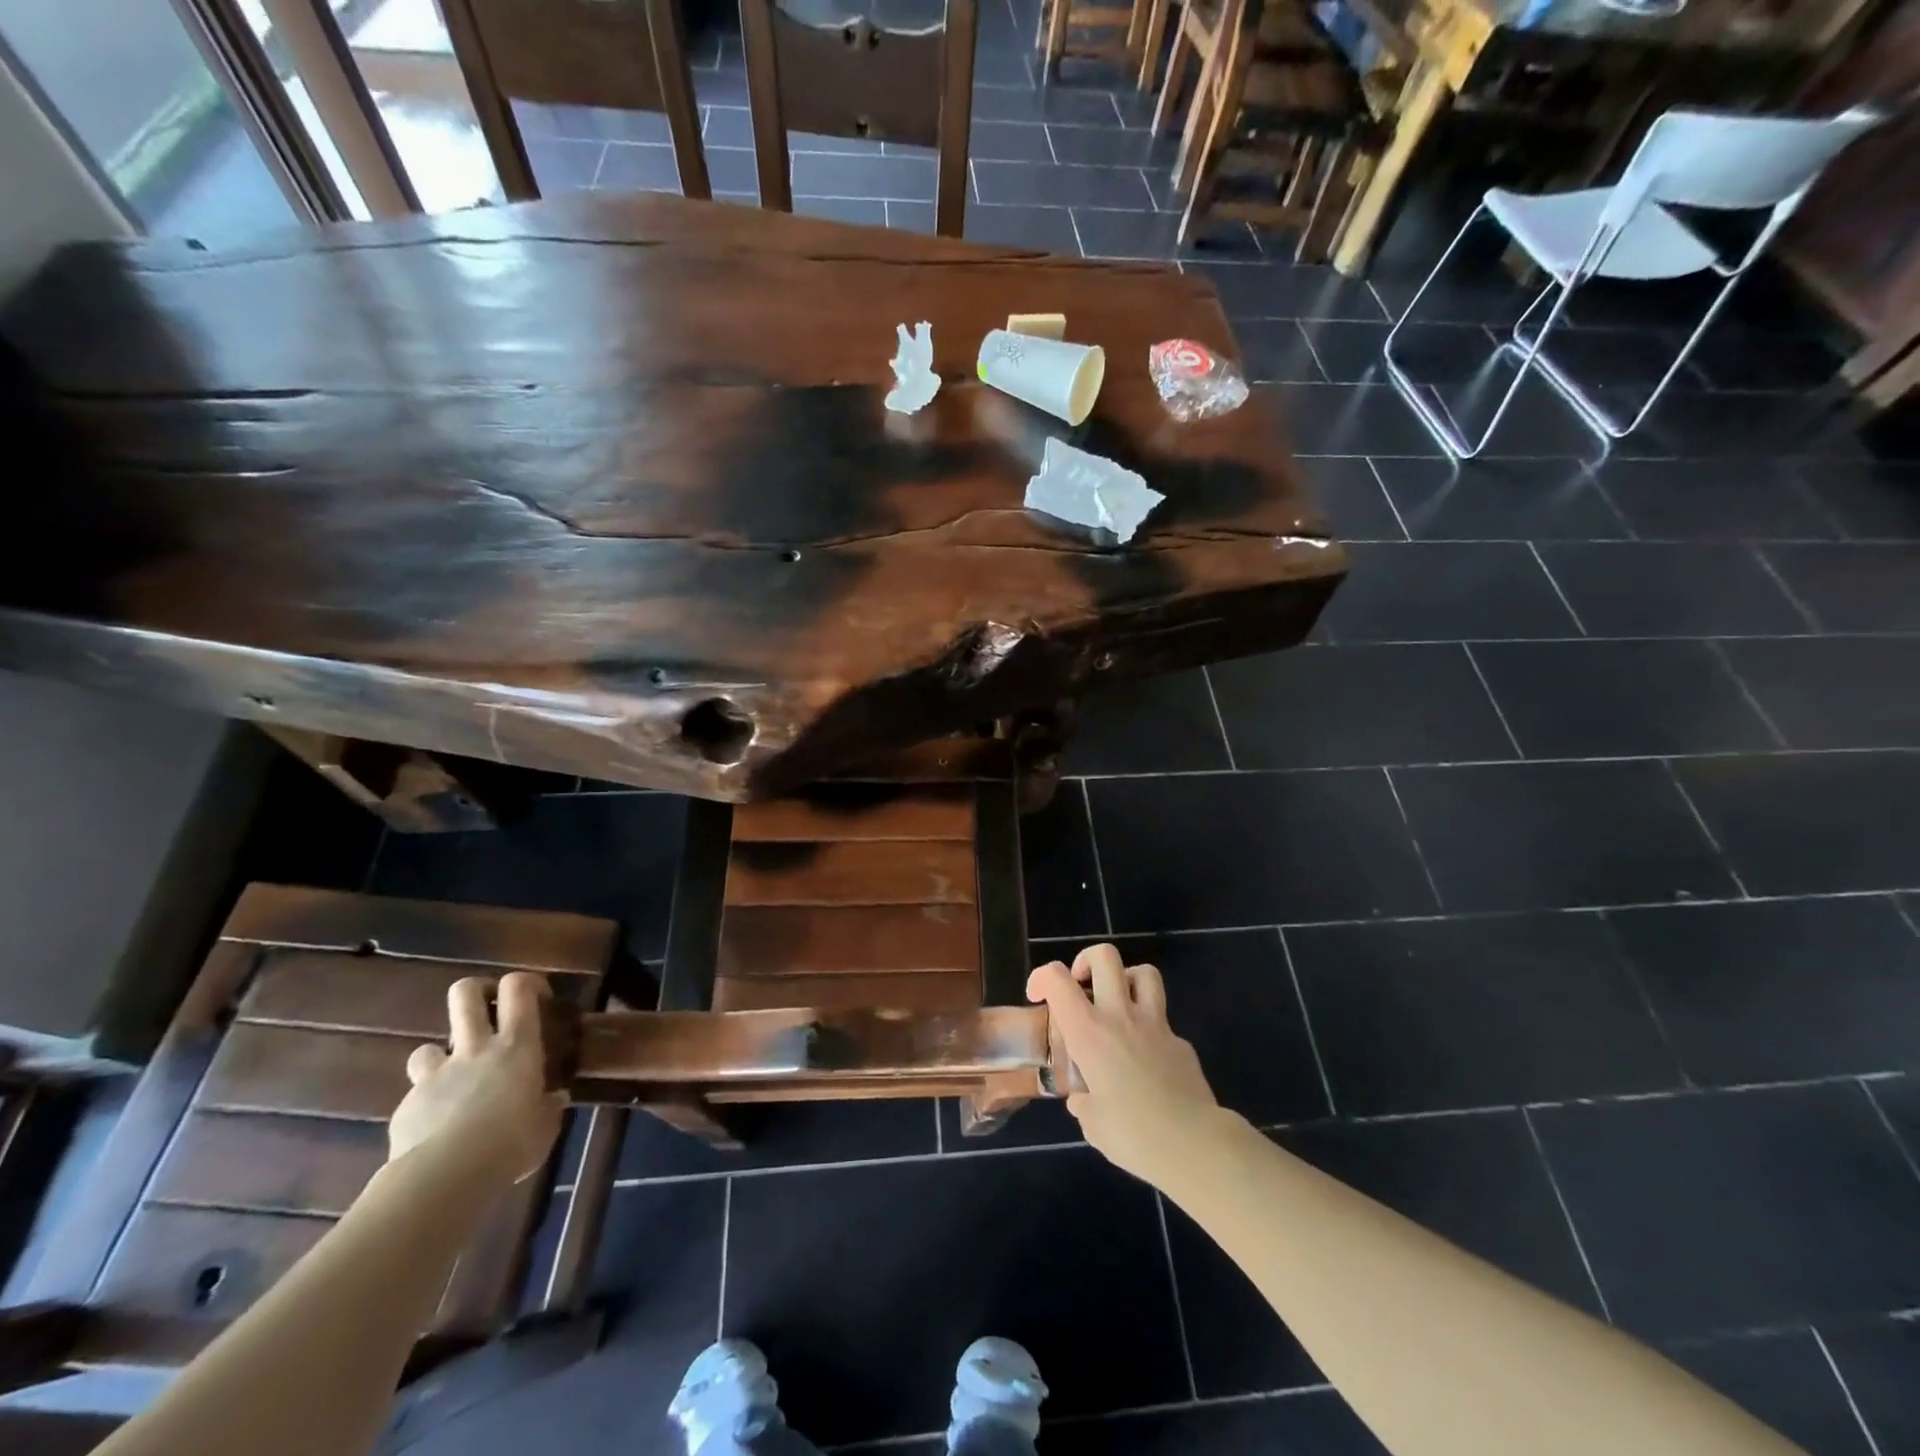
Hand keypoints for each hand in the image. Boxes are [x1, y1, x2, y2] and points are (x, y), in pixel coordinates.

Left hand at [389, 972, 565, 1181]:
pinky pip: (415, 1095)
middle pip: (465, 993)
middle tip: (488, 1010)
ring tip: (454, 1081)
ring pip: (427, 1046)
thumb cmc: (511, 1143)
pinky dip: (426, 1104)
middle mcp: (475, 1048)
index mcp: (516, 1045)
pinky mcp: (406, 1106)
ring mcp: (436, 1075)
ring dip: (440, 1058)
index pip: (518, 988)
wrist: (444, 1178)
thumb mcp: (545, 1126)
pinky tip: (436, 1128)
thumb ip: (548, 1107)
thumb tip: (554, 1100)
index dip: (526, 982)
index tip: (538, 998)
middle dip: (476, 992)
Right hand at [1027, 944, 1223, 1186]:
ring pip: (1144, 973)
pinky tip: (1147, 1060)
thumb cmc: (1134, 1135)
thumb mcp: (1093, 1125)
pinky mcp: (1181, 1042)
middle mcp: (1120, 1016)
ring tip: (1117, 1004)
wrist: (1195, 1144)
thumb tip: (1084, 1100)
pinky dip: (1150, 1029)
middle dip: (1087, 960)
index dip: (1041, 977)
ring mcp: (1156, 1024)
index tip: (1037, 996)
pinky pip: (1162, 1021)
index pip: (1057, 980)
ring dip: (1126, 980)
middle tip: (1082, 985)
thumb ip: (1084, 1103)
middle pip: (1105, 956)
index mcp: (1089, 1033)